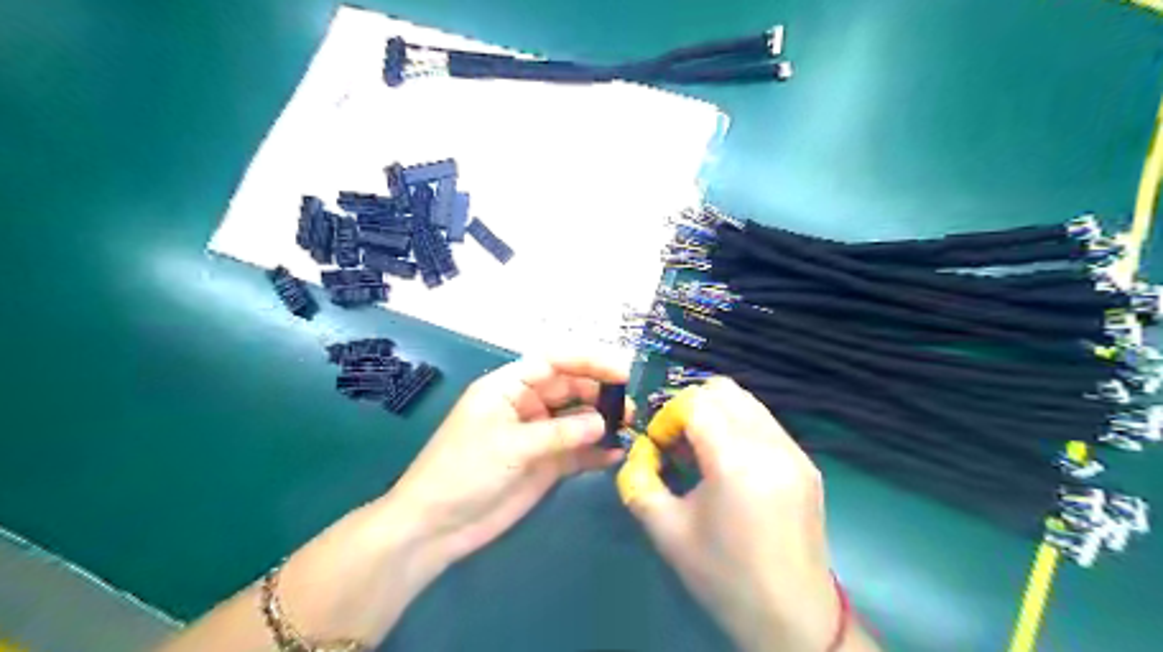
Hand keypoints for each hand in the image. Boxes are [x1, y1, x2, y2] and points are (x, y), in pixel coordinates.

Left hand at [382, 353, 631, 571]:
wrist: (437, 526)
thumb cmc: (464, 471)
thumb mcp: (511, 445)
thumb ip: (560, 433)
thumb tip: (603, 422)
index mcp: (508, 387)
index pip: (553, 362)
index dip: (587, 361)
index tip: (621, 372)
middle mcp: (526, 405)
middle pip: (569, 388)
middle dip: (599, 393)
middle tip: (628, 407)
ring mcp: (537, 436)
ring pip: (576, 419)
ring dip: (601, 422)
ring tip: (628, 428)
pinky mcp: (545, 464)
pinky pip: (576, 451)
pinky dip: (595, 451)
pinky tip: (615, 454)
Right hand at [617, 378, 845, 651]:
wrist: (793, 618)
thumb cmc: (724, 577)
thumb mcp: (667, 531)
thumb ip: (640, 482)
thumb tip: (636, 454)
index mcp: (735, 462)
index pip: (695, 402)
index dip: (668, 416)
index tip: (661, 446)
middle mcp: (771, 445)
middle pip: (723, 389)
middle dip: (691, 406)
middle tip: (678, 442)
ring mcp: (795, 452)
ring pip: (747, 401)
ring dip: (717, 413)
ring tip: (704, 451)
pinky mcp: (807, 463)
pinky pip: (765, 422)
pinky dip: (739, 426)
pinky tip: (731, 464)